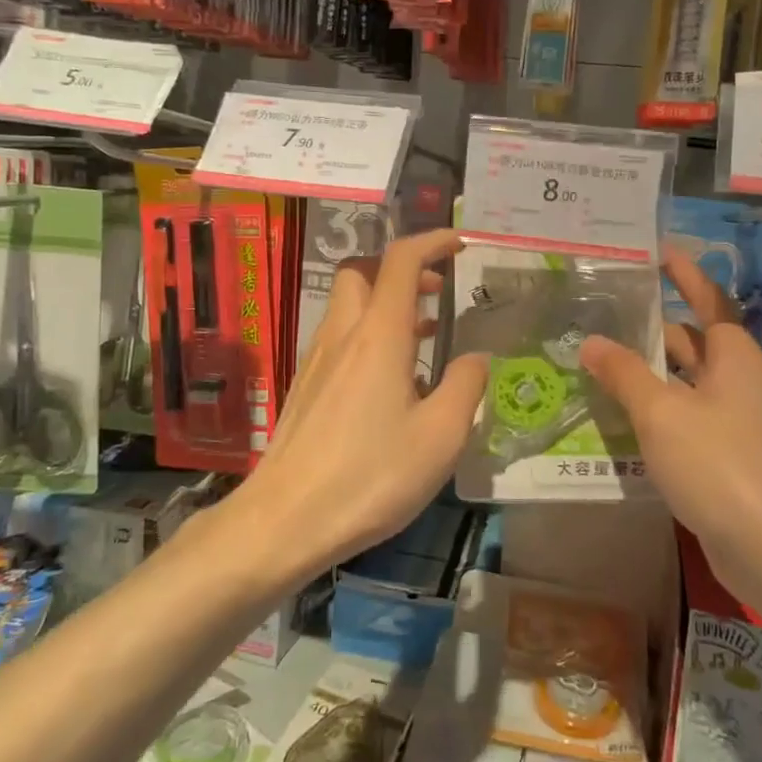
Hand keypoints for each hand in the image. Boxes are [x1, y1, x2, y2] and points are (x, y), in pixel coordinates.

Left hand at [232, 228, 487, 574]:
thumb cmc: (370, 476)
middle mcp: (342, 335)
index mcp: (378, 335)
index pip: (401, 260)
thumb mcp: (440, 437)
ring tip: (424, 336)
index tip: (459, 244)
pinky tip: (391, 380)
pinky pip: (340, 338)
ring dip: (386, 303)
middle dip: (401, 268)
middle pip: (362, 271)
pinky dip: (369, 334)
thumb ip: (465, 387)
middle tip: (436, 292)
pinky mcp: (306, 387)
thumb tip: (476, 358)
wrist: (285, 519)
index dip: (431, 241)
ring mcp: (317, 360)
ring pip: (349, 305)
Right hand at [579, 249, 761, 552]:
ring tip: (600, 362)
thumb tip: (592, 342)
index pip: (709, 300)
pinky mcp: (726, 459)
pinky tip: (621, 418)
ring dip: (649, 373)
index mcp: (733, 358)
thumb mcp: (662, 413)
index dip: (685, 275)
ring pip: (685, 384)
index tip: (658, 252)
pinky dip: (655, 412)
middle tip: (605, 314)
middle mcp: (738, 383)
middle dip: (653, 327)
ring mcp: (735, 423)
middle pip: (693, 342)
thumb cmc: (720, 465)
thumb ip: (624, 374)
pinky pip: (684, 420)